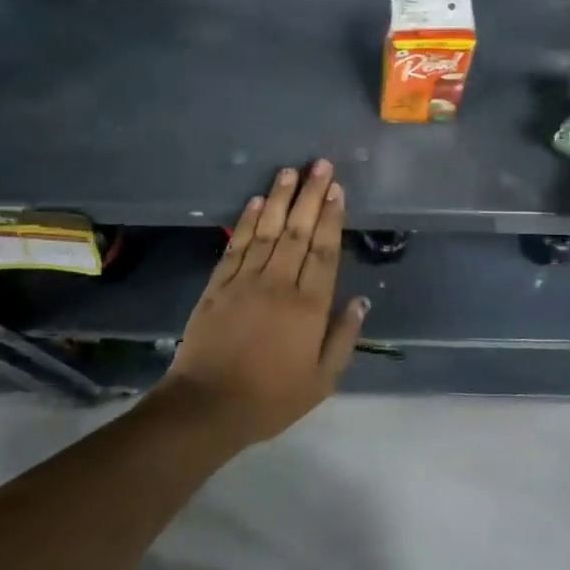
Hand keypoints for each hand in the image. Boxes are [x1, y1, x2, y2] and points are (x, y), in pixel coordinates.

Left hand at [158, 160, 368, 448]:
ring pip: (267, 230)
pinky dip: (247, 222)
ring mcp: (245, 281)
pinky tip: (255, 202)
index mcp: (309, 306)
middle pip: (297, 231)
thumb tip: (361, 300)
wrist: (207, 406)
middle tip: (319, 164)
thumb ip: (343, 337)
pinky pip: (236, 245)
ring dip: (279, 198)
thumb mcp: (322, 380)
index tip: (336, 189)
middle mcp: (279, 284)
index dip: (331, 218)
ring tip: (290, 171)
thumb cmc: (271, 398)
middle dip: (310, 195)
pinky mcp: (217, 285)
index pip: (324, 251)